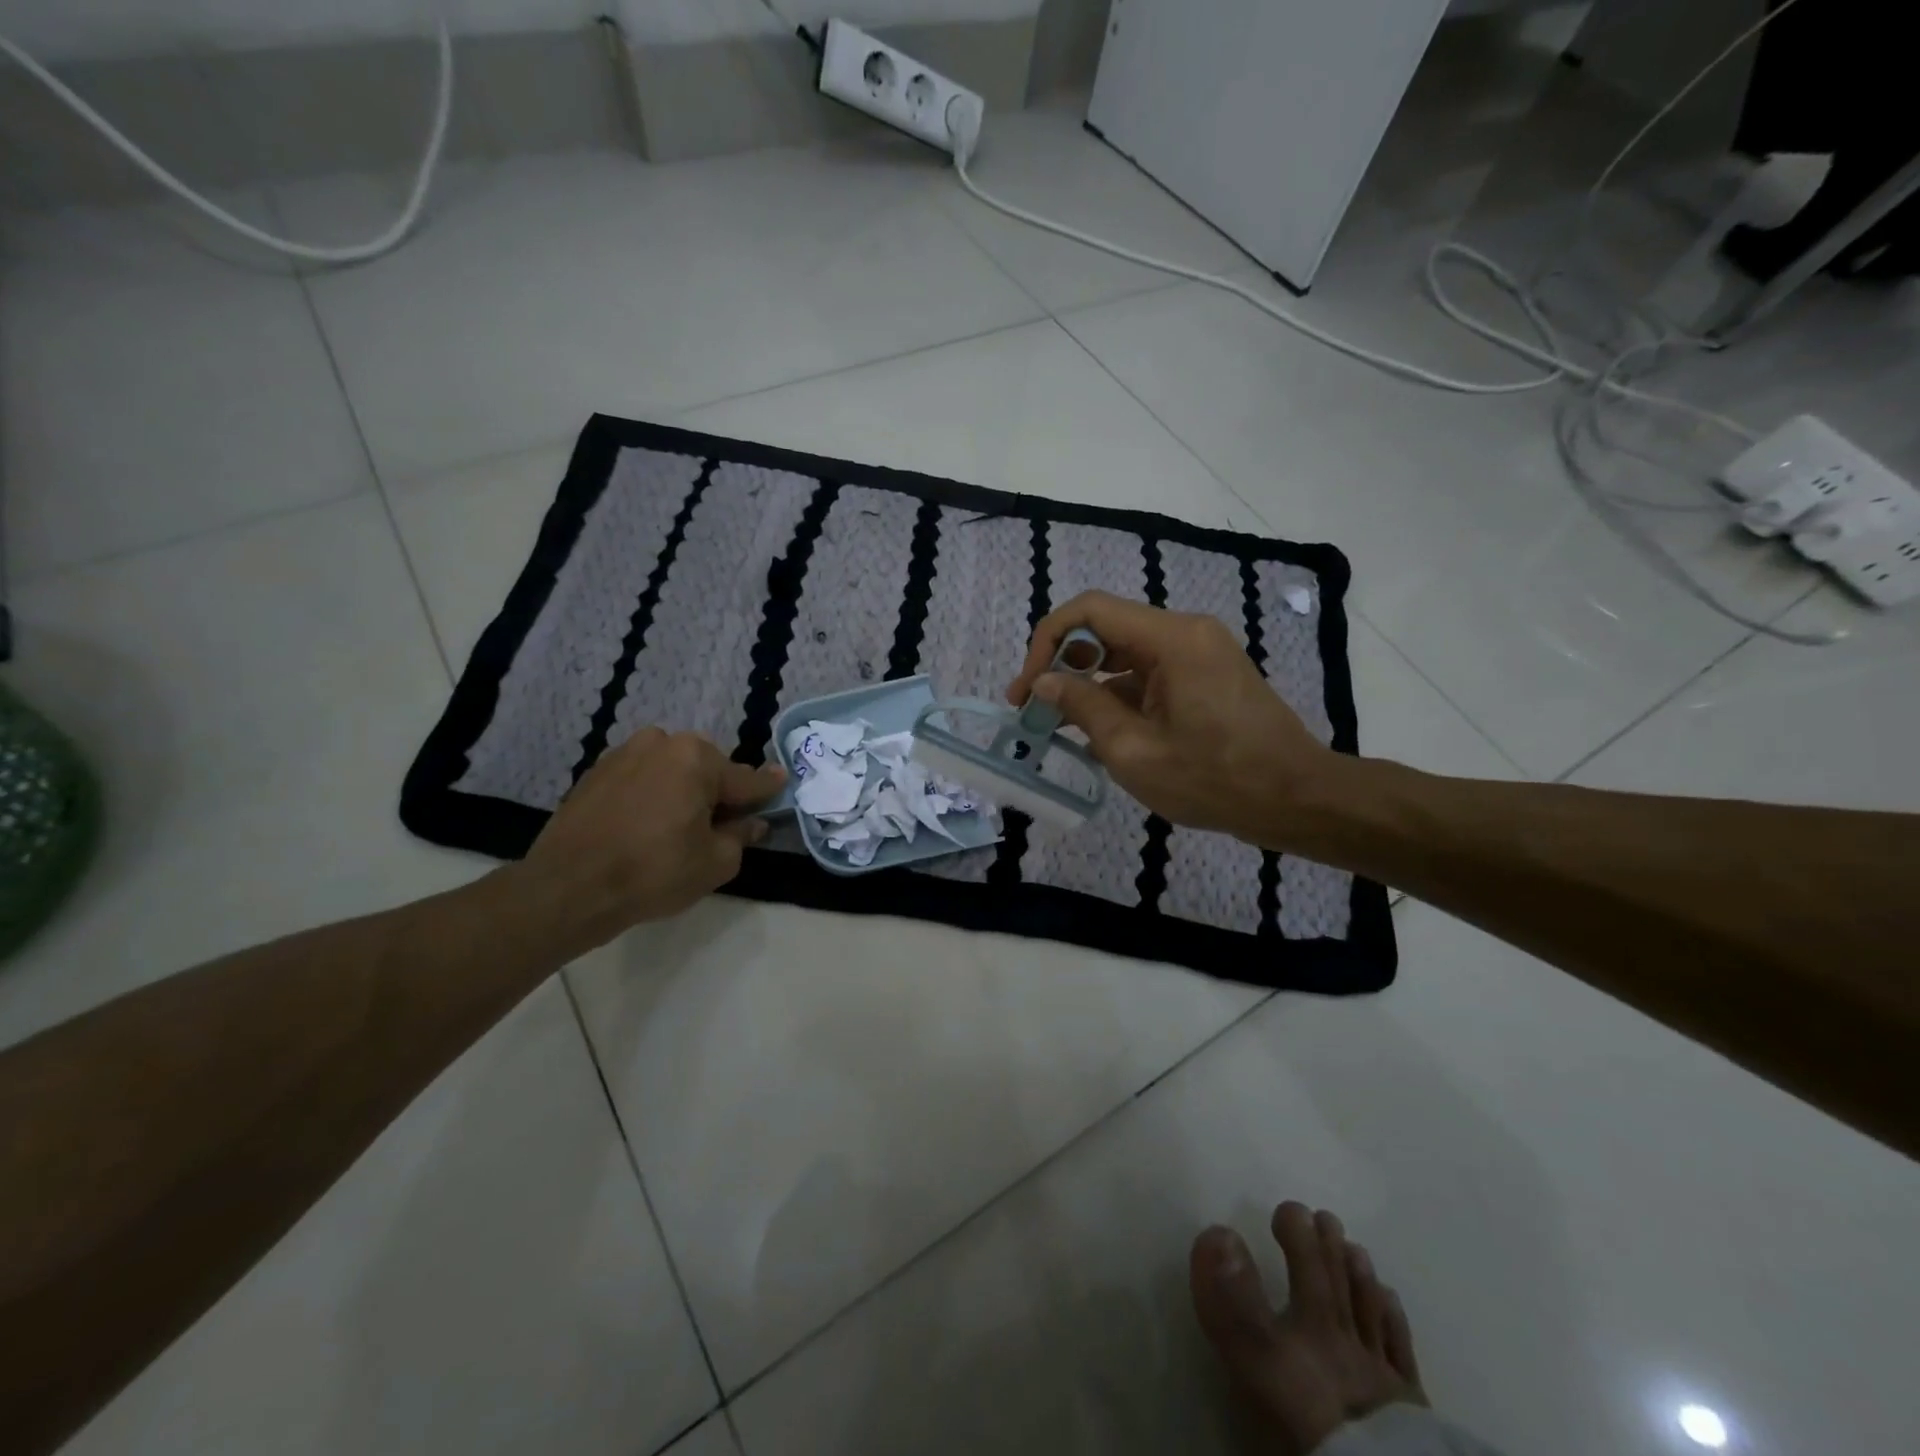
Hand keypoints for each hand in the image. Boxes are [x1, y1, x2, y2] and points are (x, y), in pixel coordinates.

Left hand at [509, 728, 784, 953]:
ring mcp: (625, 753)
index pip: (746, 778)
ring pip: (672, 769)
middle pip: (707, 768)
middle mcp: (662, 742)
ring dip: (682, 790)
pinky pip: (641, 777)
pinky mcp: (596, 771)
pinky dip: (651, 794)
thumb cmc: (653, 872)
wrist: (567, 887)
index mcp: (697, 758)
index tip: (783, 781)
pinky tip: (645, 826)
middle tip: (718, 825)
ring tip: (676, 827)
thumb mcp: (715, 862)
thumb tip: (752, 822)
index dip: (767, 788)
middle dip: (717, 790)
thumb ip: (741, 835)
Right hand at [1006, 592, 1332, 848]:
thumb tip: (1044, 681)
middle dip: (1062, 664)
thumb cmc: (1215, 779)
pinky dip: (1118, 696)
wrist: (1296, 799)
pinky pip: (1149, 674)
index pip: (1090, 610)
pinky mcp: (1205, 676)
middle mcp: (1186, 632)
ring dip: (1088, 683)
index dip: (1047, 641)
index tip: (1028, 687)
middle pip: (1106, 628)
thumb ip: (1083, 707)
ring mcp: (1199, 654)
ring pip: (1125, 653)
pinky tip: (1098, 733)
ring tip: (1058, 724)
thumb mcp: (1134, 751)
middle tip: (1033, 707)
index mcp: (1172, 639)